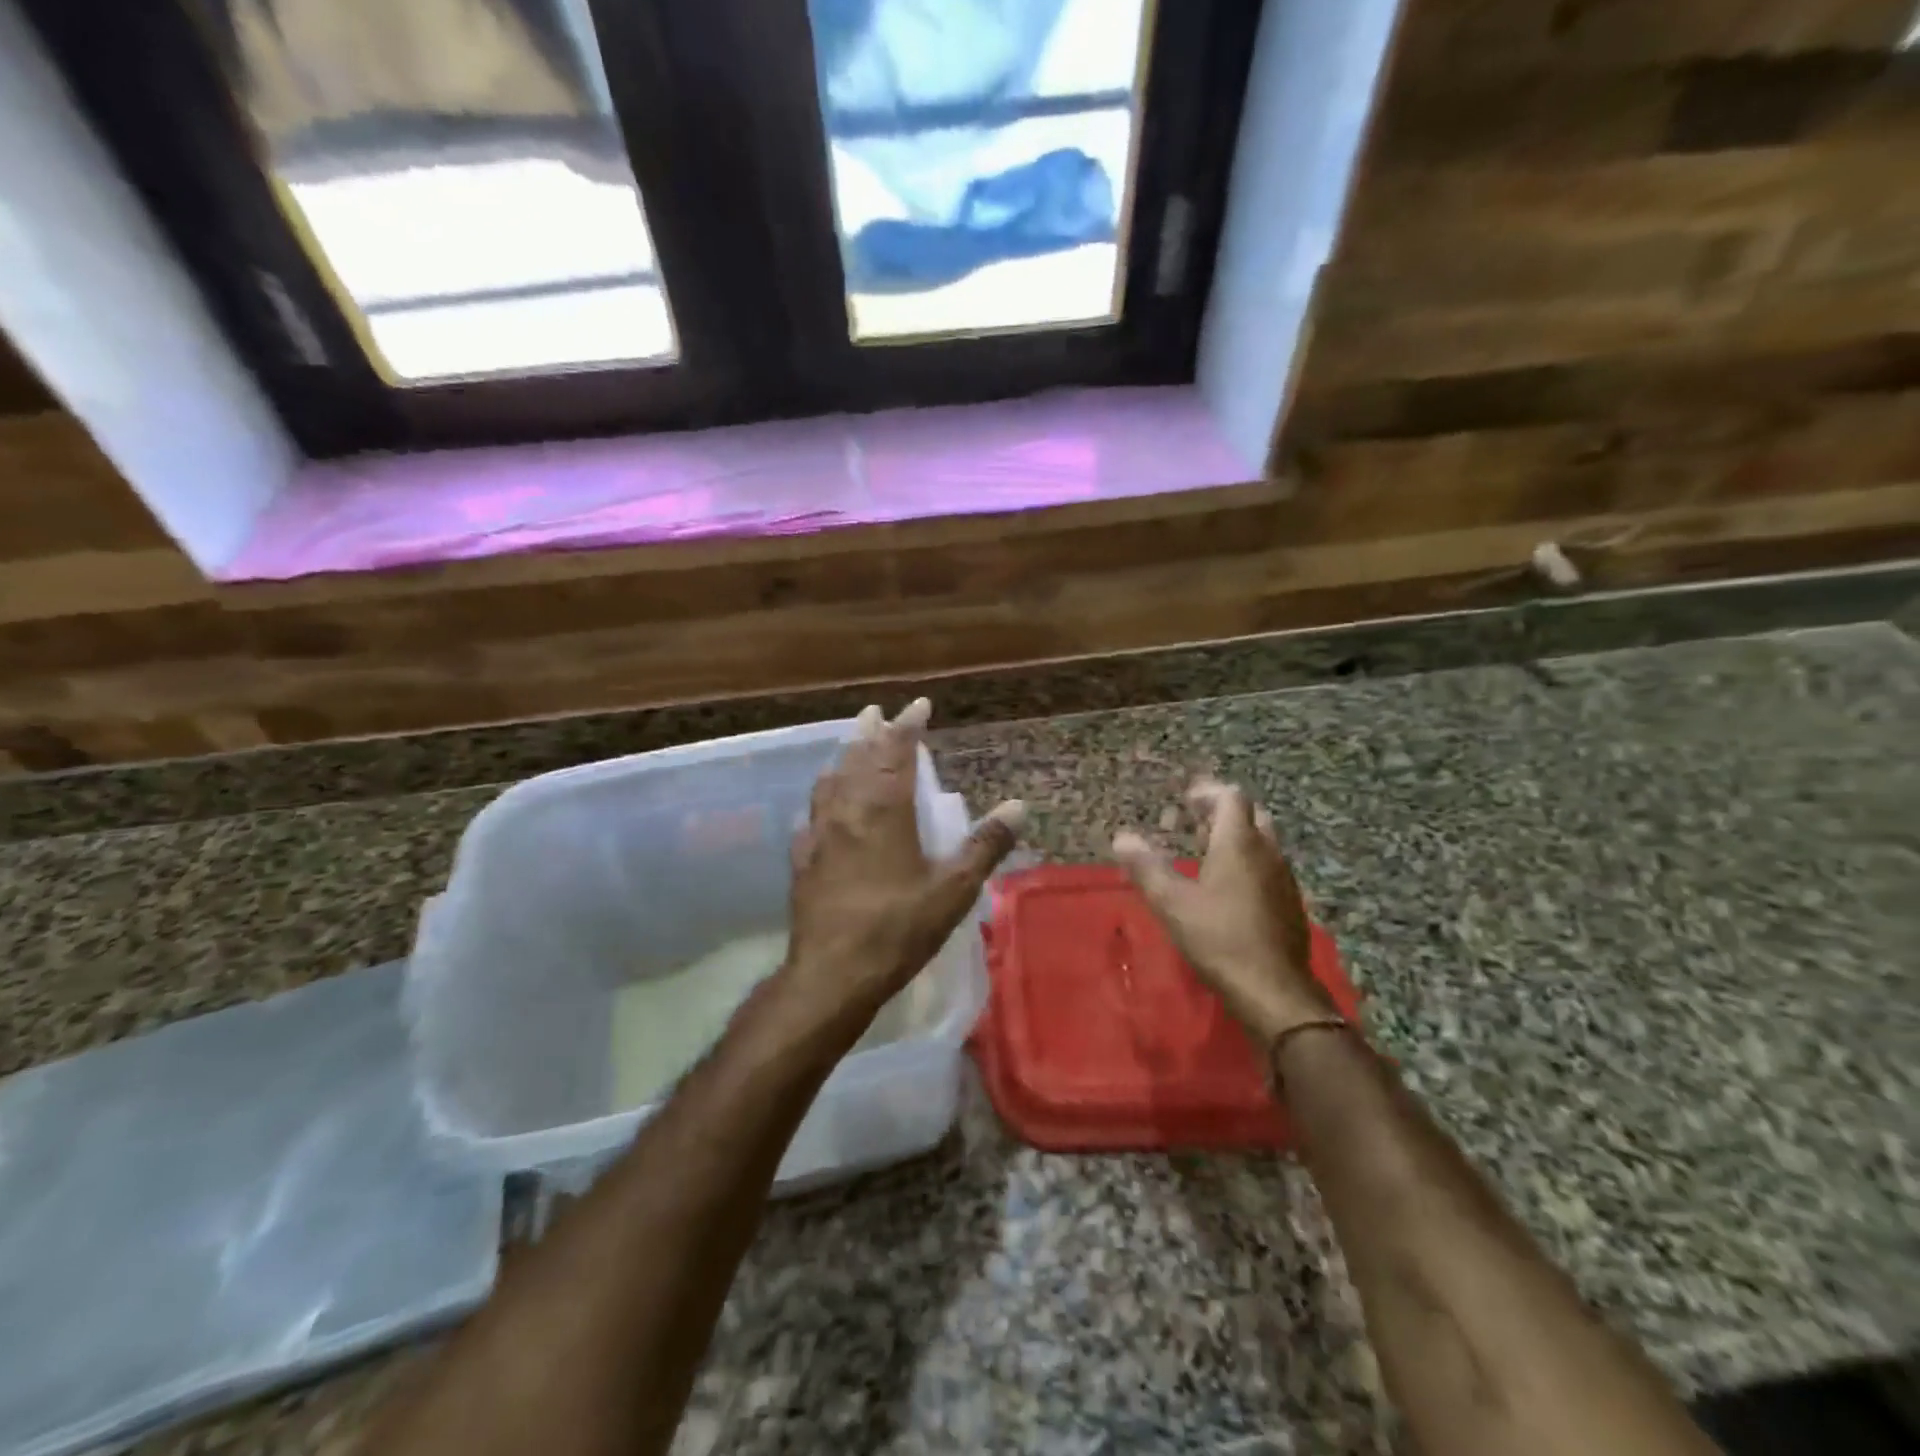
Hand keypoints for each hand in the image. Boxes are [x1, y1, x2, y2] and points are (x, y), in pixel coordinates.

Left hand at [780, 698, 1024, 1032]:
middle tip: (877, 713)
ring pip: (829, 782)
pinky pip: (812, 814)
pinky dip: (823, 797)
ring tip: (851, 748)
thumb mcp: (953, 890)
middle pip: (857, 759)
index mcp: (884, 812)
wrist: (832, 974)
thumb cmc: (898, 929)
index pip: (896, 754)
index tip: (919, 705)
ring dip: (843, 758)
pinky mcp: (802, 860)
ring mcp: (819, 834)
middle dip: (870, 733)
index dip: (908, 726)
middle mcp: (847, 812)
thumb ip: (985, 845)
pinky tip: (824, 809)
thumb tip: (1018, 805)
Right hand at [1114, 779, 1333, 1045]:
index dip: (1208, 793)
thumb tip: (1122, 838)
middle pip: (1251, 815)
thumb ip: (1145, 867)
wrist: (1273, 989)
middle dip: (1223, 813)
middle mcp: (1268, 852)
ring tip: (1206, 854)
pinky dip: (1248, 863)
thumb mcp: (1171, 903)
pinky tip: (1228, 890)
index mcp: (1239, 843)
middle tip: (1195, 824)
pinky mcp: (1290, 904)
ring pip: (1263, 842)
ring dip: (1237, 838)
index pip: (1231, 798)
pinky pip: (1269, 867)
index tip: (1187, 800)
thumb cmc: (1218, 938)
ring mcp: (1284, 878)